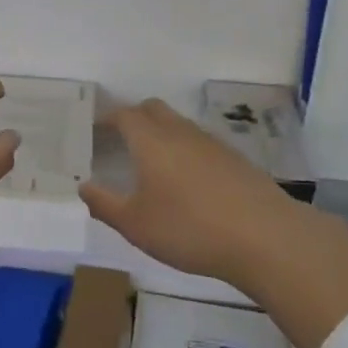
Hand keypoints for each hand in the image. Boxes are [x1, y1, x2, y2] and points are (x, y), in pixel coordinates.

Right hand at [80, 99, 301, 292]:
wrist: (264, 237)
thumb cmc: (189, 229)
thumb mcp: (135, 225)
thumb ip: (104, 204)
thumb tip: (83, 186)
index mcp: (152, 141)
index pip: (125, 115)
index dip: (107, 118)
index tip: (95, 130)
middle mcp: (181, 133)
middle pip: (154, 110)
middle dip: (134, 118)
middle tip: (119, 140)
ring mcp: (212, 144)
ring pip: (179, 125)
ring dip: (161, 134)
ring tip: (151, 164)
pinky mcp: (236, 160)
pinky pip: (201, 144)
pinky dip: (185, 152)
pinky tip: (188, 182)